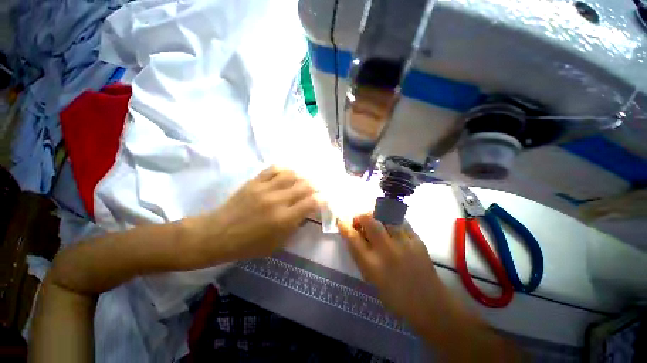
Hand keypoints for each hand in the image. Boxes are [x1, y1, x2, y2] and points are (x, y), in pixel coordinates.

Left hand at [197, 166, 318, 261]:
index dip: (321, 199)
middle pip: (304, 186)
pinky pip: (274, 169)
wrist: (217, 234)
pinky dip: (285, 169)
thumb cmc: (249, 245)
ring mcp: (265, 189)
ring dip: (302, 177)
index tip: (323, 199)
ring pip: (291, 175)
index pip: (311, 202)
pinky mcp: (254, 182)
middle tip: (316, 189)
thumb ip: (294, 227)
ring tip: (304, 180)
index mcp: (284, 219)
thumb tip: (305, 213)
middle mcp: (277, 201)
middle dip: (315, 187)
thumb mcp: (277, 244)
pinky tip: (288, 173)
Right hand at [337, 214, 452, 331]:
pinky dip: (392, 221)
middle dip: (360, 216)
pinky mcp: (417, 240)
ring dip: (376, 216)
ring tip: (376, 221)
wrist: (430, 305)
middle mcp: (386, 250)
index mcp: (372, 265)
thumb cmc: (395, 297)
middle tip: (360, 221)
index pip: (352, 238)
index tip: (341, 222)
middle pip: (369, 221)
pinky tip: (391, 227)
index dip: (344, 227)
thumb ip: (361, 256)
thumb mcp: (371, 279)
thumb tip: (355, 235)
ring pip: (385, 216)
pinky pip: (400, 221)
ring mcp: (403, 243)